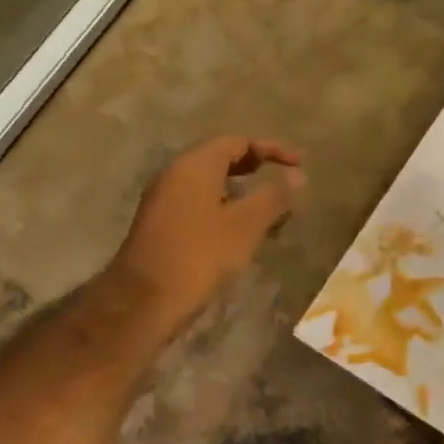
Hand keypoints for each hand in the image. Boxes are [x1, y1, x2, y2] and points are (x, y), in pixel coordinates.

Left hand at [110, 136, 305, 338]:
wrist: (144, 301)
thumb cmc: (199, 255)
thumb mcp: (246, 225)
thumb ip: (274, 196)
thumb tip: (298, 176)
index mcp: (194, 165)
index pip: (237, 142)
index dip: (271, 149)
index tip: (299, 163)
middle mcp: (175, 175)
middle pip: (221, 159)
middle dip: (256, 168)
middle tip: (284, 180)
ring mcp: (164, 200)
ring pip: (210, 184)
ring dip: (242, 192)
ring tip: (271, 211)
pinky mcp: (161, 225)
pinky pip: (200, 204)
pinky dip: (226, 208)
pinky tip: (242, 233)